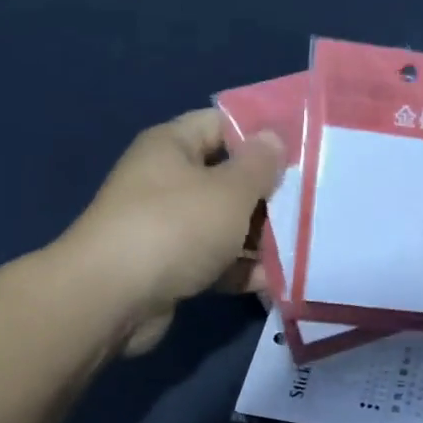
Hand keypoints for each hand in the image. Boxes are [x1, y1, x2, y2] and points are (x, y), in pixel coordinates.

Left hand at [61, 109, 285, 354]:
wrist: (110, 299)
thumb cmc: (175, 227)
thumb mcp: (228, 191)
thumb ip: (259, 165)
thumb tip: (273, 139)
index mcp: (171, 146)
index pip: (220, 124)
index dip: (259, 134)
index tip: (300, 151)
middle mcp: (165, 180)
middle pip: (225, 178)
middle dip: (266, 194)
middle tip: (312, 204)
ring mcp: (164, 226)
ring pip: (222, 223)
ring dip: (258, 237)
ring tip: (306, 246)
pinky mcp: (167, 267)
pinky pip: (212, 261)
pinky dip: (239, 269)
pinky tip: (275, 281)